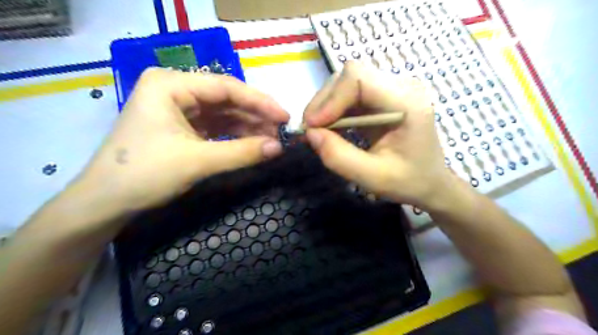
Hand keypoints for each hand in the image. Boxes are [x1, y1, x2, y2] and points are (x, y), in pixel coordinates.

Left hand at [75, 68, 289, 217]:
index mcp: (171, 84)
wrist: (105, 203)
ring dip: (248, 127)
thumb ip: (242, 152)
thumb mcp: (198, 161)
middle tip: (281, 132)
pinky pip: (216, 127)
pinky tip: (253, 144)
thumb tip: (279, 147)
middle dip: (255, 116)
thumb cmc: (145, 174)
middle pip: (226, 100)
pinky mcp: (182, 127)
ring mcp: (178, 109)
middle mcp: (175, 90)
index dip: (259, 102)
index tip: (285, 116)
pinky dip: (235, 136)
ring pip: (223, 114)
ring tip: (272, 140)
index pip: (226, 87)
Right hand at [305, 61, 458, 209]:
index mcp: (407, 102)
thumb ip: (339, 157)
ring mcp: (393, 88)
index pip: (358, 78)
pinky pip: (351, 93)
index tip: (313, 126)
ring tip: (318, 130)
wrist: (430, 181)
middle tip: (311, 130)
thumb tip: (310, 133)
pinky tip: (330, 127)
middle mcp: (401, 86)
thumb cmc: (408, 182)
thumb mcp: (373, 178)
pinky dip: (334, 109)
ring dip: (327, 105)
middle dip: (324, 102)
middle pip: (350, 75)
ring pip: (347, 82)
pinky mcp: (383, 96)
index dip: (330, 99)